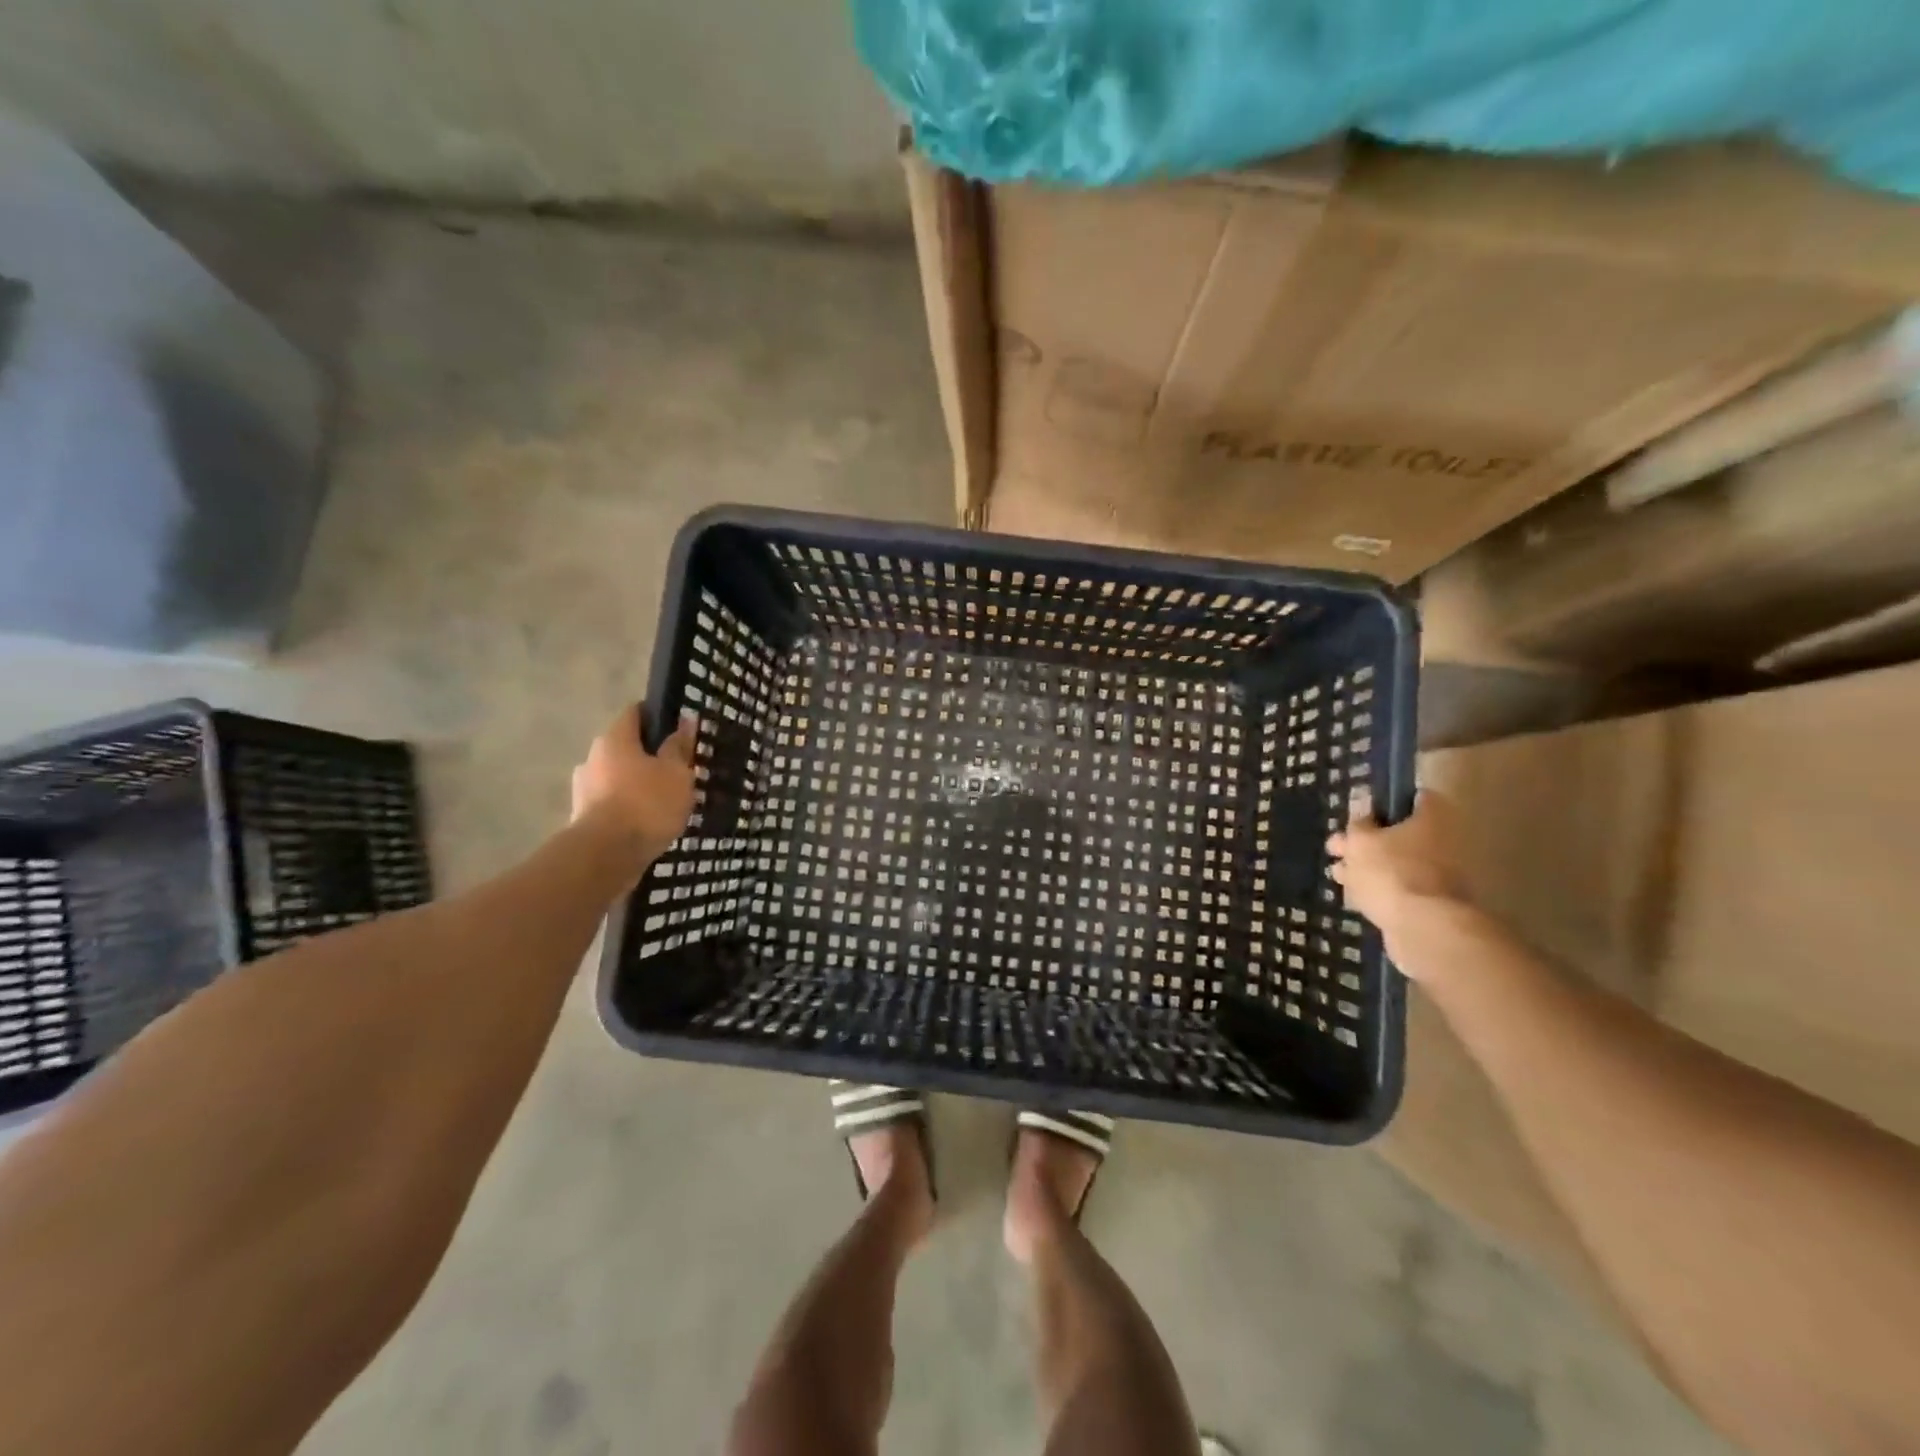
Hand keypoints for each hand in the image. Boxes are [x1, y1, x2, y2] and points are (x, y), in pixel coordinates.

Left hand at [571, 705, 698, 858]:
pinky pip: (612, 802)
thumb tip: (685, 721)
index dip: (658, 716)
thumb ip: (679, 747)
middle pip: (625, 747)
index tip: (679, 728)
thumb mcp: (676, 773)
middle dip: (650, 755)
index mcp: (614, 739)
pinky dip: (628, 806)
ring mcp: (583, 789)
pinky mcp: (583, 817)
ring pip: (617, 777)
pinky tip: (647, 821)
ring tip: (665, 800)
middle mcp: (592, 758)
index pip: (635, 713)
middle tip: (677, 769)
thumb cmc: (647, 804)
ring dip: (638, 783)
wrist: (606, 856)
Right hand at [1327, 791, 1467, 963]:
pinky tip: (1354, 895)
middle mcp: (1443, 843)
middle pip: (1401, 834)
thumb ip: (1358, 824)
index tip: (1361, 812)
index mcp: (1431, 819)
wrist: (1422, 929)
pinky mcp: (1430, 903)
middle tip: (1338, 847)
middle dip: (1367, 841)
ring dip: (1368, 867)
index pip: (1414, 798)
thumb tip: (1362, 806)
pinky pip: (1400, 889)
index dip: (1387, 801)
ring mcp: (1439, 876)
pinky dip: (1379, 890)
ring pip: (1397, 863)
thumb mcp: (1361, 841)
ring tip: (1338, 874)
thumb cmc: (1390, 872)